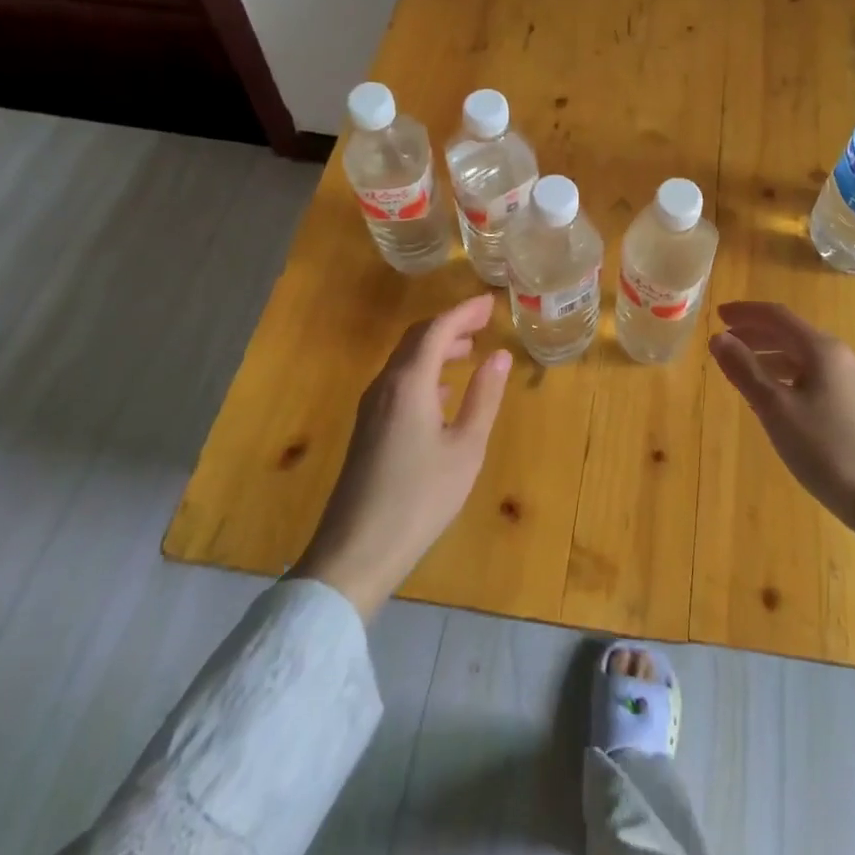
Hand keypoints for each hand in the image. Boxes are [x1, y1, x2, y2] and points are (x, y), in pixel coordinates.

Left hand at [293, 294, 511, 617]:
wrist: (355, 552)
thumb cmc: (419, 499)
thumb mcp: (465, 449)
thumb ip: (484, 397)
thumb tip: (499, 356)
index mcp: (409, 383)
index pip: (437, 329)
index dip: (464, 311)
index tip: (490, 302)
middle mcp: (385, 385)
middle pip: (417, 338)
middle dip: (450, 324)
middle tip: (483, 321)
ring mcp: (371, 407)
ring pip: (405, 359)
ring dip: (436, 347)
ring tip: (469, 350)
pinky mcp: (367, 428)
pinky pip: (398, 381)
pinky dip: (424, 370)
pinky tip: (442, 391)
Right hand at [709, 301, 854, 528]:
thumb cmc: (826, 450)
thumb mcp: (776, 409)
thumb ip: (744, 370)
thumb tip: (717, 338)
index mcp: (822, 349)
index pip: (777, 316)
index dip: (745, 312)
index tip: (717, 314)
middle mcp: (840, 356)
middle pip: (790, 334)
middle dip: (755, 334)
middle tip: (723, 342)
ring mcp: (851, 382)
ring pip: (802, 357)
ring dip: (768, 356)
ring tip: (741, 370)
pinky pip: (813, 377)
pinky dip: (786, 376)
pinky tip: (773, 399)